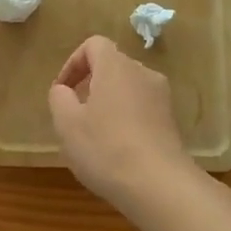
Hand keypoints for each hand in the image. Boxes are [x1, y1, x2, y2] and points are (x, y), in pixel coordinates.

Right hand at [48, 35, 202, 215]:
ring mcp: (162, 98)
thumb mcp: (67, 123)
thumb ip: (59, 98)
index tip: (61, 91)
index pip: (94, 45)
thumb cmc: (106, 148)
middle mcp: (143, 74)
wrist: (160, 186)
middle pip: (112, 66)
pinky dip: (126, 119)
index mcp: (116, 66)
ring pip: (128, 89)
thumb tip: (64, 90)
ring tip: (94, 134)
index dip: (73, 63)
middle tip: (74, 113)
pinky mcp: (172, 122)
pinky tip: (117, 150)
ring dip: (108, 103)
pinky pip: (142, 109)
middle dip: (90, 84)